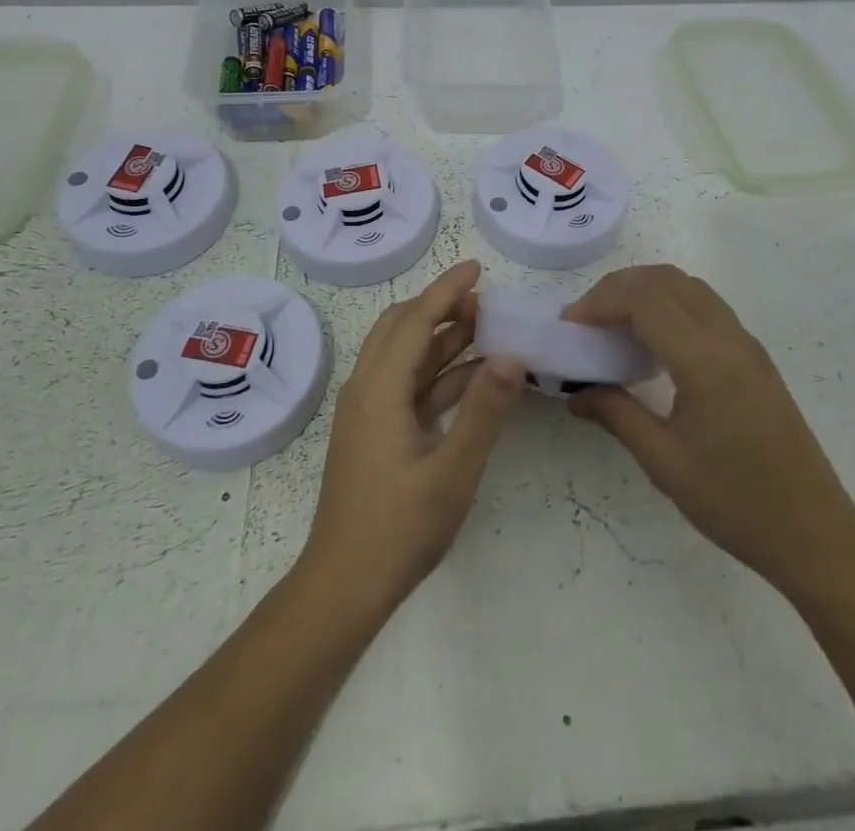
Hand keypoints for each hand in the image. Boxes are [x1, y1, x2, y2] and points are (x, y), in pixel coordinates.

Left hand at [303, 260, 523, 612]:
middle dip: (440, 307)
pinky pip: (407, 385)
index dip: (446, 290)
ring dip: (440, 338)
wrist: (343, 587)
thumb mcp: (452, 471)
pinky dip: (437, 372)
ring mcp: (368, 411)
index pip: (415, 320)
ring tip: (486, 328)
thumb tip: (511, 354)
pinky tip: (472, 376)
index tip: (477, 267)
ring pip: (404, 355)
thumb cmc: (398, 530)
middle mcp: (367, 388)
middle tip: (484, 301)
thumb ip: (484, 411)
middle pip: (401, 327)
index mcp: (379, 389)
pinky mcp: (374, 431)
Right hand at [563, 264, 854, 595]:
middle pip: (666, 280)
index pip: (645, 301)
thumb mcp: (665, 463)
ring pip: (688, 286)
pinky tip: (653, 342)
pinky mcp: (755, 357)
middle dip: (618, 288)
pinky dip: (670, 304)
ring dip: (646, 290)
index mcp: (706, 360)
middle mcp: (729, 338)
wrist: (815, 534)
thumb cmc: (736, 503)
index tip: (570, 325)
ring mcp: (746, 344)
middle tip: (586, 320)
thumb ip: (616, 415)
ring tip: (613, 324)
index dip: (601, 302)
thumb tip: (575, 393)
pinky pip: (705, 306)